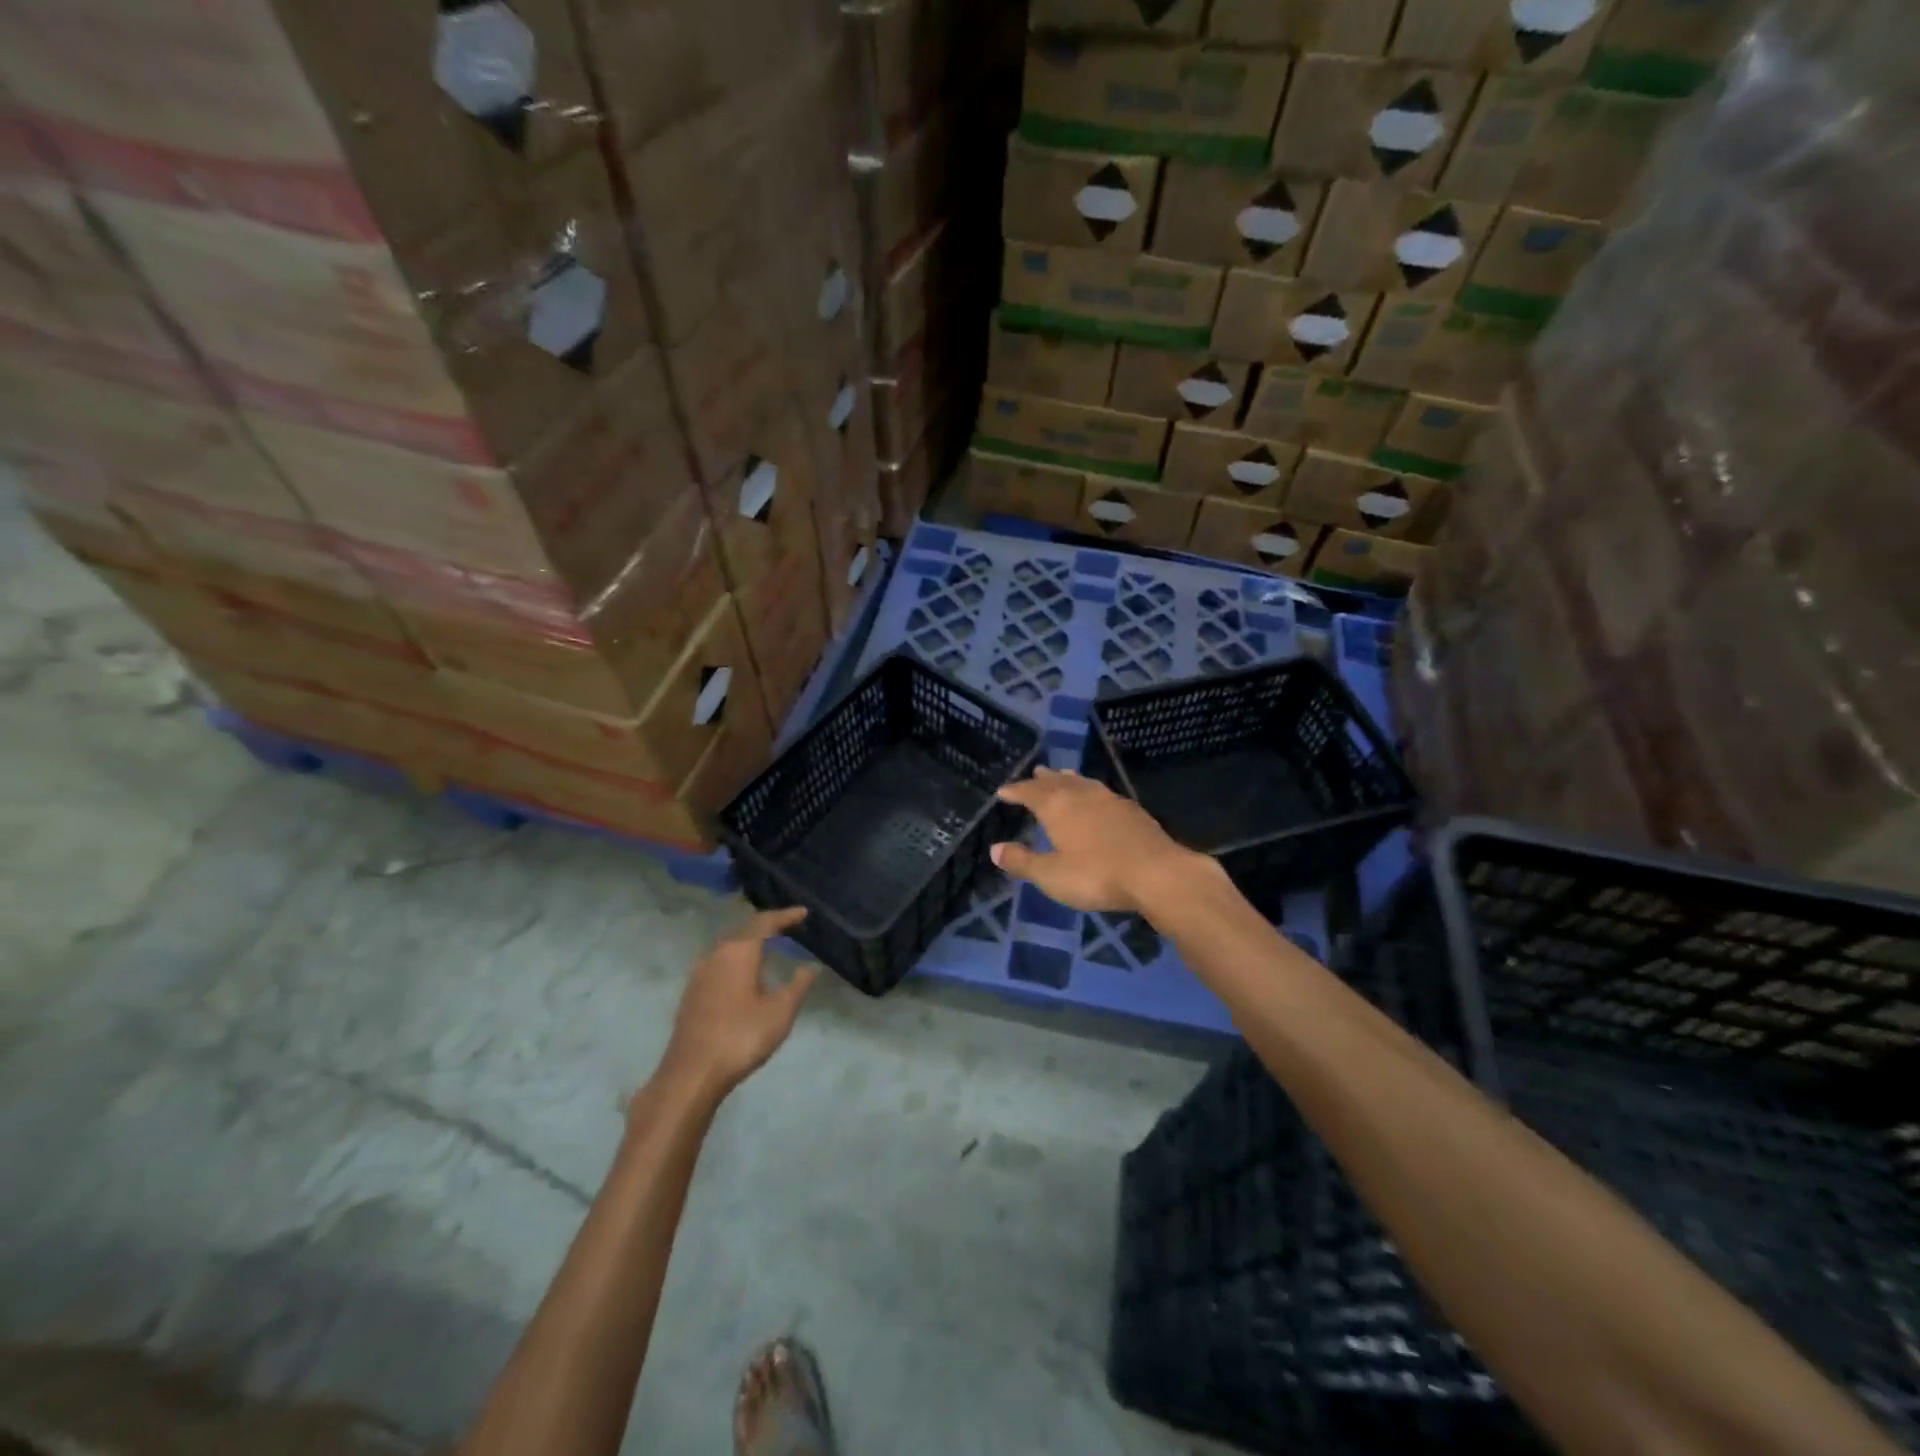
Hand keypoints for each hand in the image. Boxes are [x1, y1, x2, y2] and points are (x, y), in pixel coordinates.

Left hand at [658, 907, 819, 1102]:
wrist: (691, 1074)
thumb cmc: (741, 1037)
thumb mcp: (780, 1012)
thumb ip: (798, 985)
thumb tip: (811, 967)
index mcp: (739, 952)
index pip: (764, 922)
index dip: (785, 916)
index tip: (803, 913)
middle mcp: (716, 955)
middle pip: (744, 930)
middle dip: (766, 926)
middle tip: (788, 927)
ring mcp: (699, 974)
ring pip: (729, 947)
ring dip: (749, 944)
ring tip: (769, 948)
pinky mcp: (692, 993)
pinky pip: (719, 964)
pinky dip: (737, 960)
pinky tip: (745, 976)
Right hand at [991, 768, 1212, 914]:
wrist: (1156, 873)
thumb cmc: (1096, 875)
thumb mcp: (1051, 875)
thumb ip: (1022, 861)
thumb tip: (994, 849)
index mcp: (1057, 806)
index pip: (1029, 792)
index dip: (1015, 791)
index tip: (1003, 790)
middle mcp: (1081, 794)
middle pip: (1057, 781)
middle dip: (1042, 779)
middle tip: (1034, 774)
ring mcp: (1109, 799)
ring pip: (1082, 782)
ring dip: (1068, 779)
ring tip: (1061, 775)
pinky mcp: (1131, 810)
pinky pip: (1101, 791)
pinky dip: (1089, 789)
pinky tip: (1096, 798)